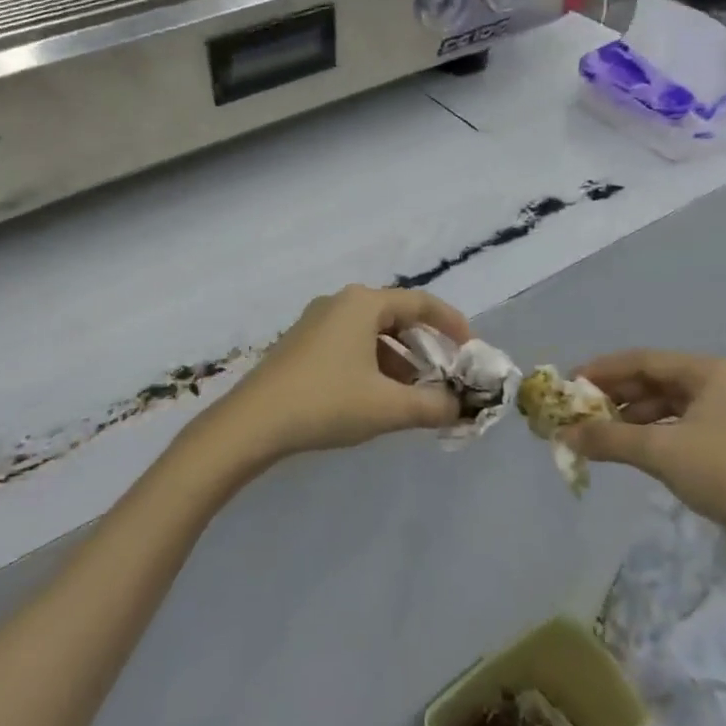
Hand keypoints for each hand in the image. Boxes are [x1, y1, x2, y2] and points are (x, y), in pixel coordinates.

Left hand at [208, 286, 471, 464]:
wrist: (252, 423)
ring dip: (400, 361)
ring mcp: (317, 322)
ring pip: (373, 334)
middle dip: (426, 347)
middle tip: (446, 376)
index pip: (421, 303)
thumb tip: (459, 407)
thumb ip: (433, 406)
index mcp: (363, 303)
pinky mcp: (302, 344)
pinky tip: (379, 398)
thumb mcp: (388, 407)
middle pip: (397, 317)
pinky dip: (374, 365)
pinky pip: (351, 345)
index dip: (452, 324)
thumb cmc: (326, 403)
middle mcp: (340, 303)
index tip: (472, 350)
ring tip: (417, 395)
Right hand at [564, 350, 725, 553]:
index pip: (643, 360)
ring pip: (663, 404)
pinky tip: (627, 447)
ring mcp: (725, 410)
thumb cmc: (724, 473)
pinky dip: (649, 433)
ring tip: (597, 433)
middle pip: (653, 380)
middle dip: (614, 396)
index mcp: (709, 370)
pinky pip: (676, 424)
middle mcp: (718, 382)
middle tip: (579, 410)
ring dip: (629, 417)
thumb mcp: (659, 451)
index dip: (603, 370)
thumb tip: (563, 434)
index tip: (570, 383)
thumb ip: (608, 438)